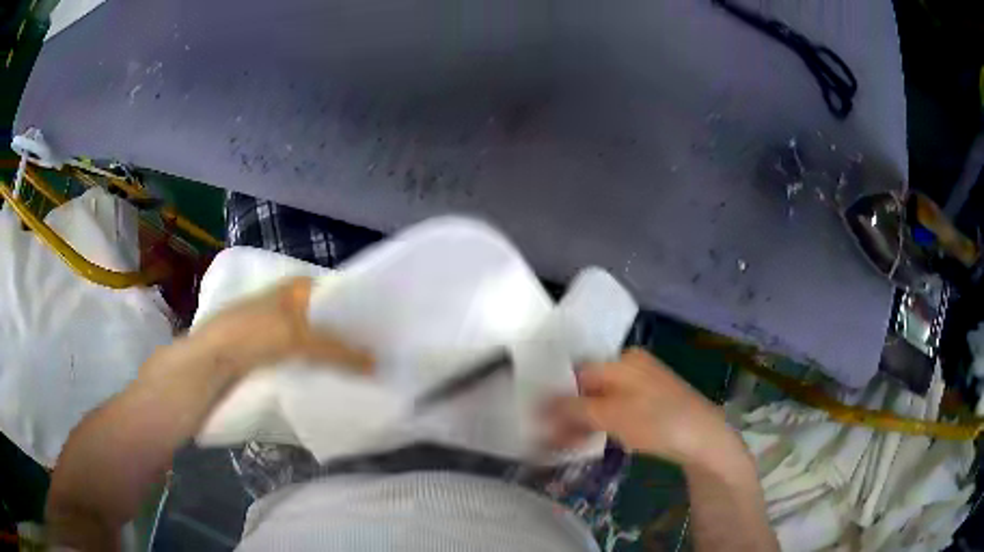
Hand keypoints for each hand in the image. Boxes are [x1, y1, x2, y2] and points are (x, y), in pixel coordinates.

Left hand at [172, 276, 373, 379]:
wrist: (208, 363)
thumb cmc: (250, 335)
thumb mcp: (296, 338)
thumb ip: (337, 350)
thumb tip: (377, 365)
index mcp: (292, 288)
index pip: (333, 291)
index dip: (356, 305)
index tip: (380, 325)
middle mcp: (285, 305)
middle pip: (324, 317)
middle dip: (347, 332)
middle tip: (377, 350)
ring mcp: (275, 331)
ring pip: (313, 340)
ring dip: (333, 353)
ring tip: (361, 368)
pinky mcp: (267, 355)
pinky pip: (300, 359)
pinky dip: (316, 367)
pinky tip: (330, 380)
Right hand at [544, 348, 740, 467]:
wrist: (703, 438)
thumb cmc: (658, 421)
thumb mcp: (612, 415)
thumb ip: (575, 409)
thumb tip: (541, 407)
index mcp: (622, 360)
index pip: (578, 374)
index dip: (557, 398)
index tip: (541, 422)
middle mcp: (631, 366)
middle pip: (588, 388)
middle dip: (568, 414)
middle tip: (552, 439)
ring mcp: (642, 385)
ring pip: (601, 401)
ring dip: (582, 422)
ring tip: (566, 445)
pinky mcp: (650, 403)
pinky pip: (616, 410)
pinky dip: (601, 425)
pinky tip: (592, 440)